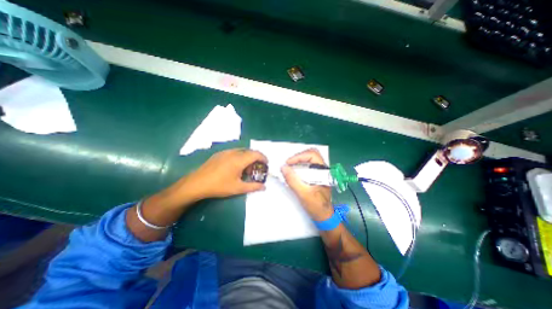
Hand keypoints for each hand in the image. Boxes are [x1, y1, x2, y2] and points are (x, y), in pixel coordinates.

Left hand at [183, 148, 268, 201]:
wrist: (197, 183)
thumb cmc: (219, 186)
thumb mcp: (238, 188)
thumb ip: (253, 186)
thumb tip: (264, 187)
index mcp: (239, 159)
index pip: (256, 154)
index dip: (263, 158)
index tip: (266, 164)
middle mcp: (234, 152)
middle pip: (250, 151)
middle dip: (256, 159)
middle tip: (256, 169)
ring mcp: (225, 152)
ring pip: (242, 151)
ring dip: (248, 158)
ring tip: (246, 169)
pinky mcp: (219, 154)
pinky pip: (234, 152)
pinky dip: (240, 157)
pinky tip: (235, 167)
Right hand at [281, 148, 331, 220]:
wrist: (324, 217)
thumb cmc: (317, 206)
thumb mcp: (303, 194)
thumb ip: (293, 180)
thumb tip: (283, 167)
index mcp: (324, 171)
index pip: (312, 155)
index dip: (299, 156)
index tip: (288, 163)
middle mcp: (323, 169)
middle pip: (311, 154)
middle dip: (298, 157)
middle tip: (288, 164)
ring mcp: (320, 172)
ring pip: (308, 160)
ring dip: (298, 161)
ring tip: (289, 167)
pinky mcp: (316, 176)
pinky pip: (307, 166)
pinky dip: (299, 167)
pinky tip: (293, 172)